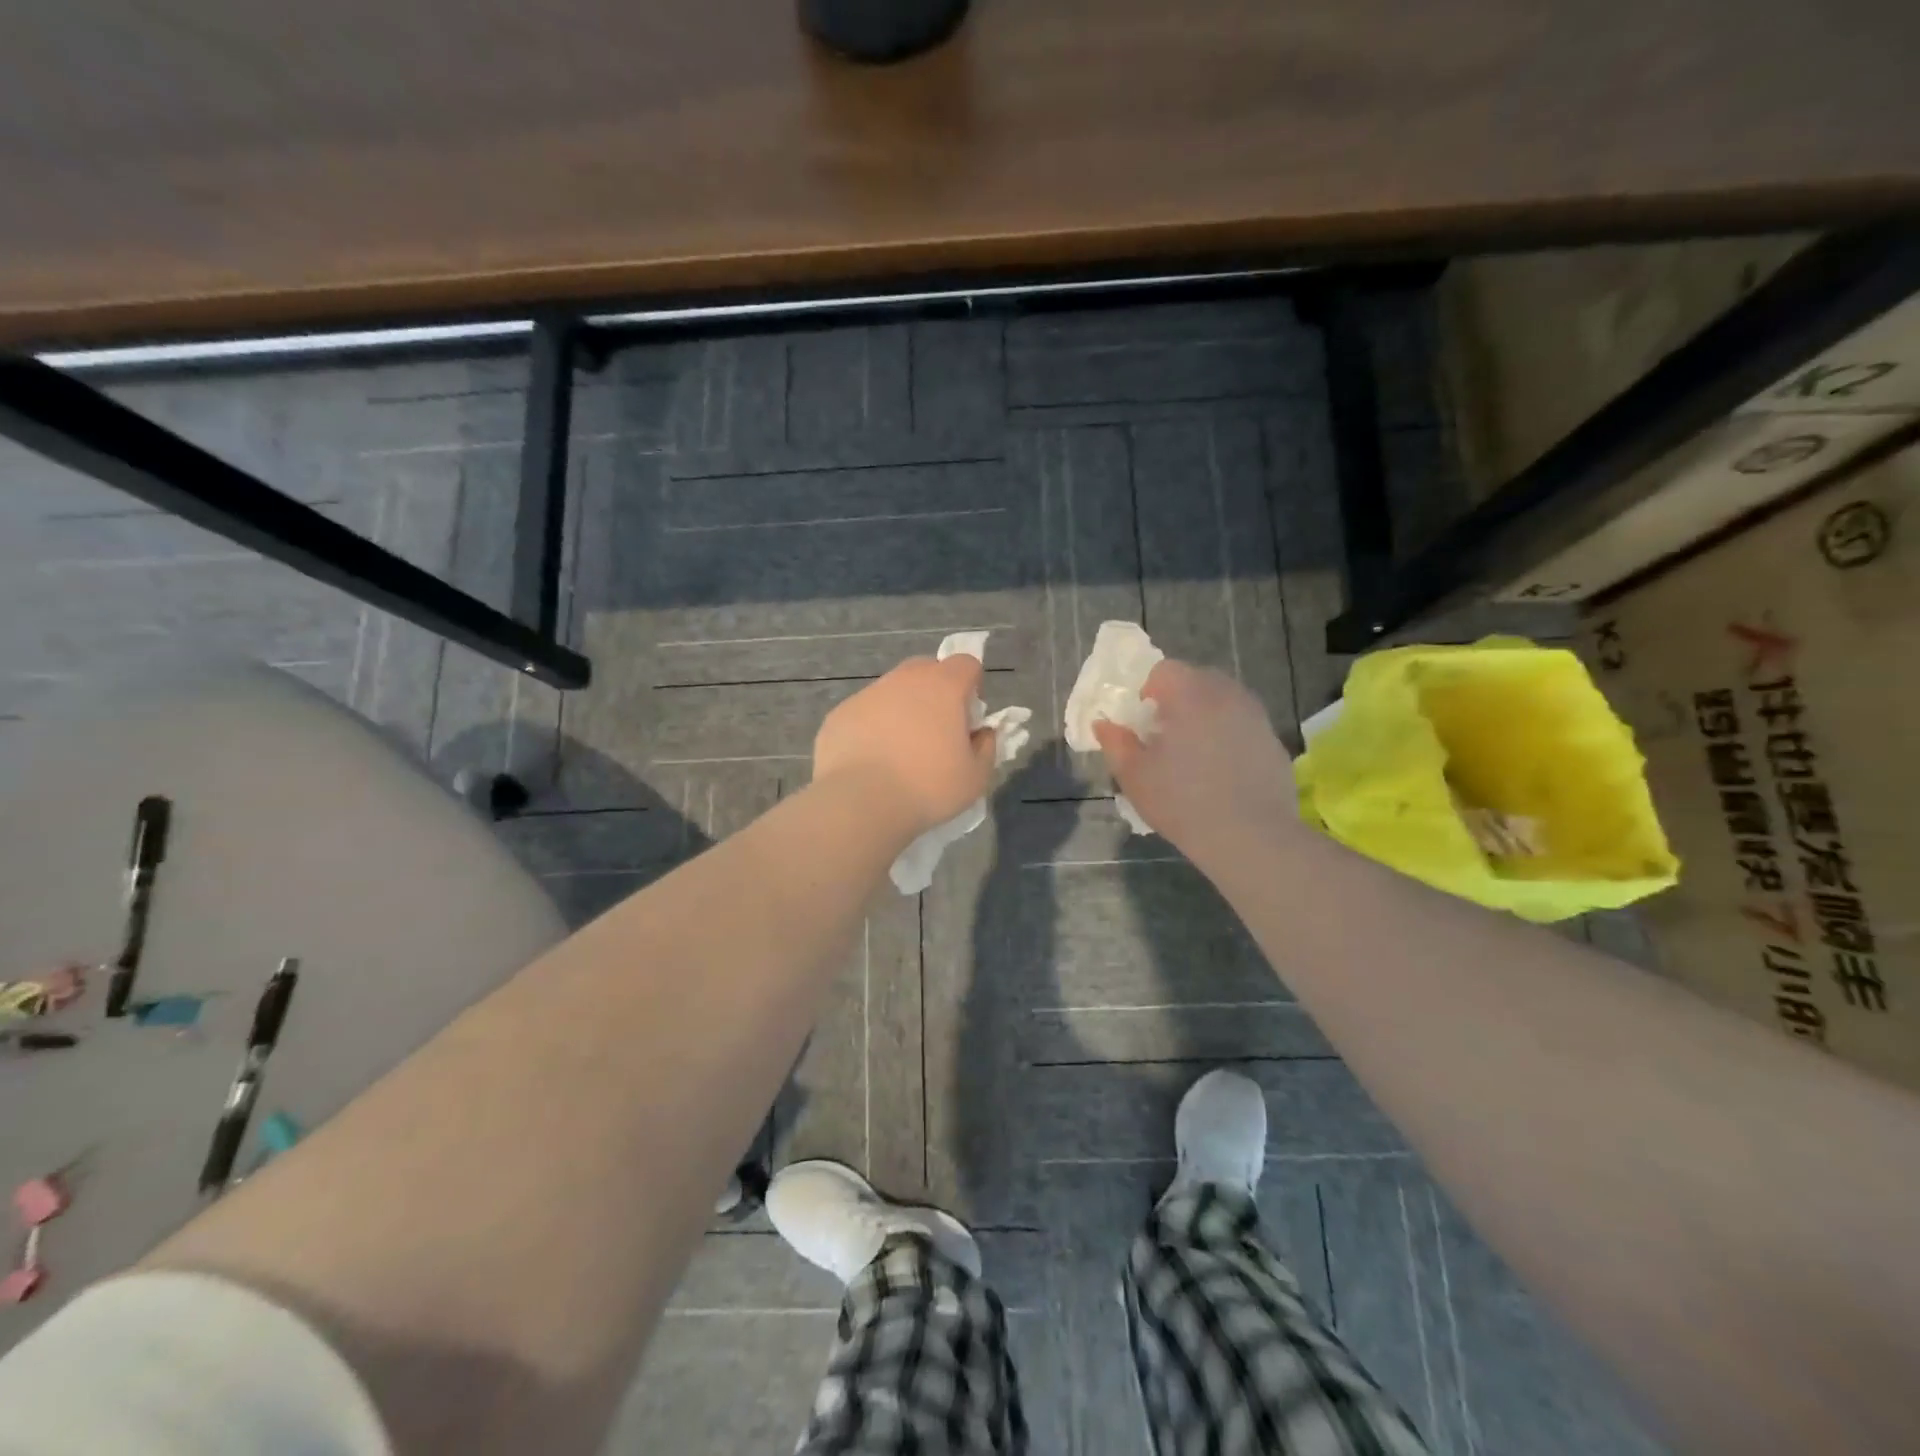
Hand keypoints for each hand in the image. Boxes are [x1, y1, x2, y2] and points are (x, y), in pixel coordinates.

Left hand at [814, 656, 997, 838]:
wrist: (860, 803)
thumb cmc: (927, 788)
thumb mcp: (975, 777)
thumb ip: (986, 747)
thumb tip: (982, 733)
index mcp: (943, 687)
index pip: (966, 663)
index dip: (972, 685)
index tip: (968, 716)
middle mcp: (904, 680)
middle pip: (926, 669)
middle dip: (935, 691)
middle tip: (936, 731)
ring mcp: (868, 694)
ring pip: (892, 690)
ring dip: (902, 709)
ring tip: (899, 751)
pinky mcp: (839, 714)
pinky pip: (865, 712)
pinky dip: (872, 727)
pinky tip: (871, 760)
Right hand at [1092, 660, 1295, 857]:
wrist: (1251, 837)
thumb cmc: (1182, 801)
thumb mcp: (1134, 775)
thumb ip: (1115, 743)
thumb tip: (1103, 724)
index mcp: (1190, 694)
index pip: (1164, 670)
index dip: (1147, 690)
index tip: (1142, 721)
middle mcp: (1227, 695)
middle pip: (1197, 680)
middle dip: (1177, 699)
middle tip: (1164, 735)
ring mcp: (1256, 717)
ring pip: (1223, 701)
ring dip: (1205, 716)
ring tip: (1193, 753)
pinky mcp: (1274, 742)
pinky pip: (1243, 726)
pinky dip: (1229, 736)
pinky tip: (1221, 772)